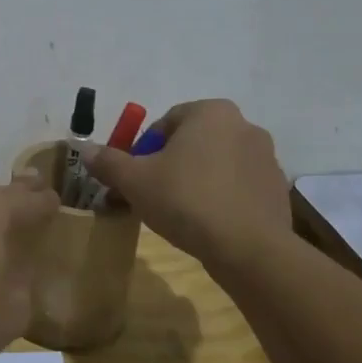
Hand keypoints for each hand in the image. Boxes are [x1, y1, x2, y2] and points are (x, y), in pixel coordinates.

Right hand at [80, 99, 291, 264]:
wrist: (249, 249)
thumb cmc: (187, 200)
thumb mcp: (135, 180)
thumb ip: (108, 161)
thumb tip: (85, 149)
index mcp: (211, 112)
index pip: (164, 124)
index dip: (143, 152)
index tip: (135, 179)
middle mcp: (243, 126)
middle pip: (190, 143)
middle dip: (168, 166)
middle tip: (151, 196)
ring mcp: (266, 158)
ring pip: (214, 166)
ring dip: (194, 182)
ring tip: (178, 215)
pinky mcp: (276, 190)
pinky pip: (237, 188)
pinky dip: (220, 199)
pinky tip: (207, 225)